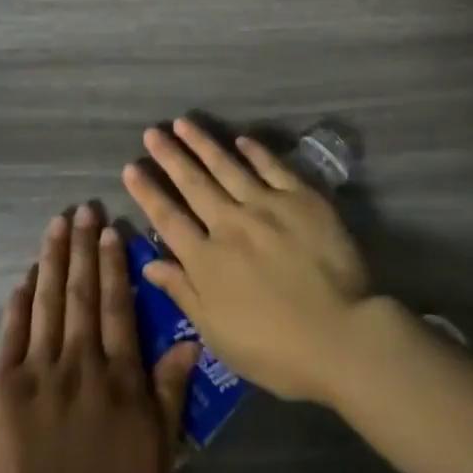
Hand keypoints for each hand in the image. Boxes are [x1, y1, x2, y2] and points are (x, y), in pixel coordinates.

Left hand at [0, 205, 198, 472]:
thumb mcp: (155, 462)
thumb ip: (169, 396)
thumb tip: (190, 340)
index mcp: (119, 380)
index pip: (118, 309)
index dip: (115, 266)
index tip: (113, 230)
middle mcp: (80, 363)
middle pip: (83, 294)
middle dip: (84, 248)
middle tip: (85, 209)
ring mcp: (37, 371)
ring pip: (48, 301)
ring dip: (54, 259)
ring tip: (58, 223)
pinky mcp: (0, 386)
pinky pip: (12, 331)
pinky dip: (20, 300)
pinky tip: (26, 274)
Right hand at [122, 118, 372, 405]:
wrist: (341, 336)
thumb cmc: (275, 350)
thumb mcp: (218, 334)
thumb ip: (183, 293)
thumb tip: (150, 263)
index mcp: (207, 260)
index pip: (168, 218)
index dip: (148, 192)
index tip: (131, 168)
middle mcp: (230, 224)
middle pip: (194, 183)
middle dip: (170, 156)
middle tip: (152, 132)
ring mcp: (266, 206)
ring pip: (227, 166)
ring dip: (203, 143)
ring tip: (183, 123)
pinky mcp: (301, 198)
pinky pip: (272, 167)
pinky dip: (255, 151)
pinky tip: (241, 139)